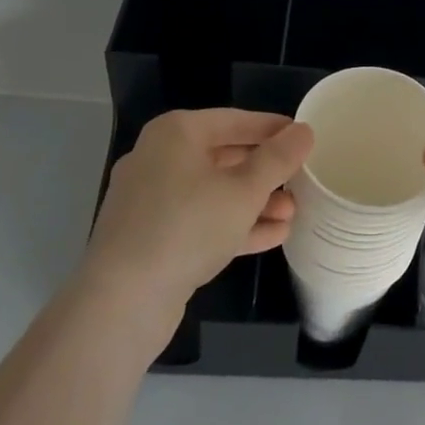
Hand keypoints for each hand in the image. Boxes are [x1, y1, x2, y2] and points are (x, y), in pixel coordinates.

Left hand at [89, 110, 312, 329]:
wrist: (121, 303)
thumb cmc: (187, 227)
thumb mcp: (245, 190)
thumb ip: (278, 158)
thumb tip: (304, 131)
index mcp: (176, 134)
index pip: (235, 120)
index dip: (272, 128)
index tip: (304, 136)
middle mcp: (158, 159)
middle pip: (224, 156)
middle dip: (265, 172)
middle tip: (301, 179)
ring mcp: (151, 202)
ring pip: (213, 192)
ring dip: (254, 202)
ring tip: (292, 213)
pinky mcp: (150, 239)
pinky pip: (200, 221)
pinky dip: (233, 225)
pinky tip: (273, 236)